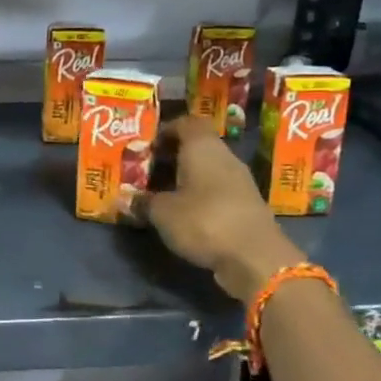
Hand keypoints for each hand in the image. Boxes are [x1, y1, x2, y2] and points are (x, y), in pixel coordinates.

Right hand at [144, 117, 302, 300]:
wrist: (256, 258)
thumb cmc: (204, 220)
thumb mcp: (162, 212)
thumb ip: (143, 202)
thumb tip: (124, 199)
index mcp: (203, 147)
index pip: (187, 122)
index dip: (167, 129)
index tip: (148, 145)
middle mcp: (224, 157)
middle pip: (197, 146)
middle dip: (173, 156)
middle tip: (148, 171)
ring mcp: (240, 182)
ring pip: (208, 170)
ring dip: (186, 178)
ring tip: (162, 194)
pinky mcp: (247, 206)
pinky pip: (218, 191)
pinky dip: (201, 197)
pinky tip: (185, 214)